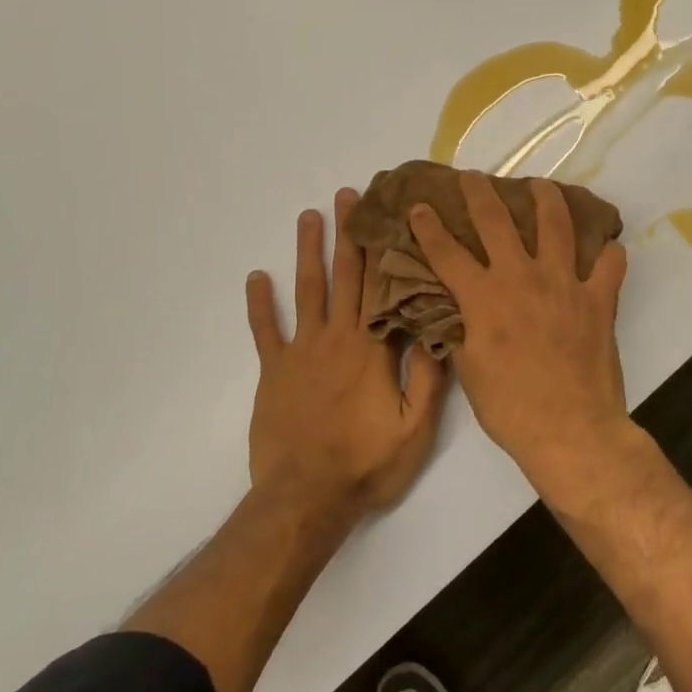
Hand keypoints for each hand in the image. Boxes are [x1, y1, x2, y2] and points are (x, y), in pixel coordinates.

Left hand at [245, 188, 446, 524]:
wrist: (307, 497)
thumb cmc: (367, 463)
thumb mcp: (415, 428)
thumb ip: (427, 377)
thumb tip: (435, 329)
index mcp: (371, 347)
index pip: (379, 286)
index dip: (381, 247)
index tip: (382, 213)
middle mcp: (336, 337)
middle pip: (343, 275)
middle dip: (346, 233)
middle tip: (347, 195)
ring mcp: (300, 351)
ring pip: (306, 290)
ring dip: (307, 251)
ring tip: (308, 215)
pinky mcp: (273, 371)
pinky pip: (264, 330)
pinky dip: (259, 303)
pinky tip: (256, 277)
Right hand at [408, 173, 630, 471]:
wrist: (568, 429)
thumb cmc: (509, 406)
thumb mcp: (469, 369)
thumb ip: (462, 331)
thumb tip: (456, 312)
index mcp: (483, 297)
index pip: (447, 252)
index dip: (428, 227)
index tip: (419, 206)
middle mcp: (521, 278)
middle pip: (496, 221)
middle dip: (480, 192)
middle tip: (473, 176)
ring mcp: (564, 284)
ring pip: (557, 225)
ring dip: (546, 198)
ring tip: (541, 186)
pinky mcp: (598, 299)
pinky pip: (609, 265)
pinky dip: (608, 253)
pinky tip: (607, 246)